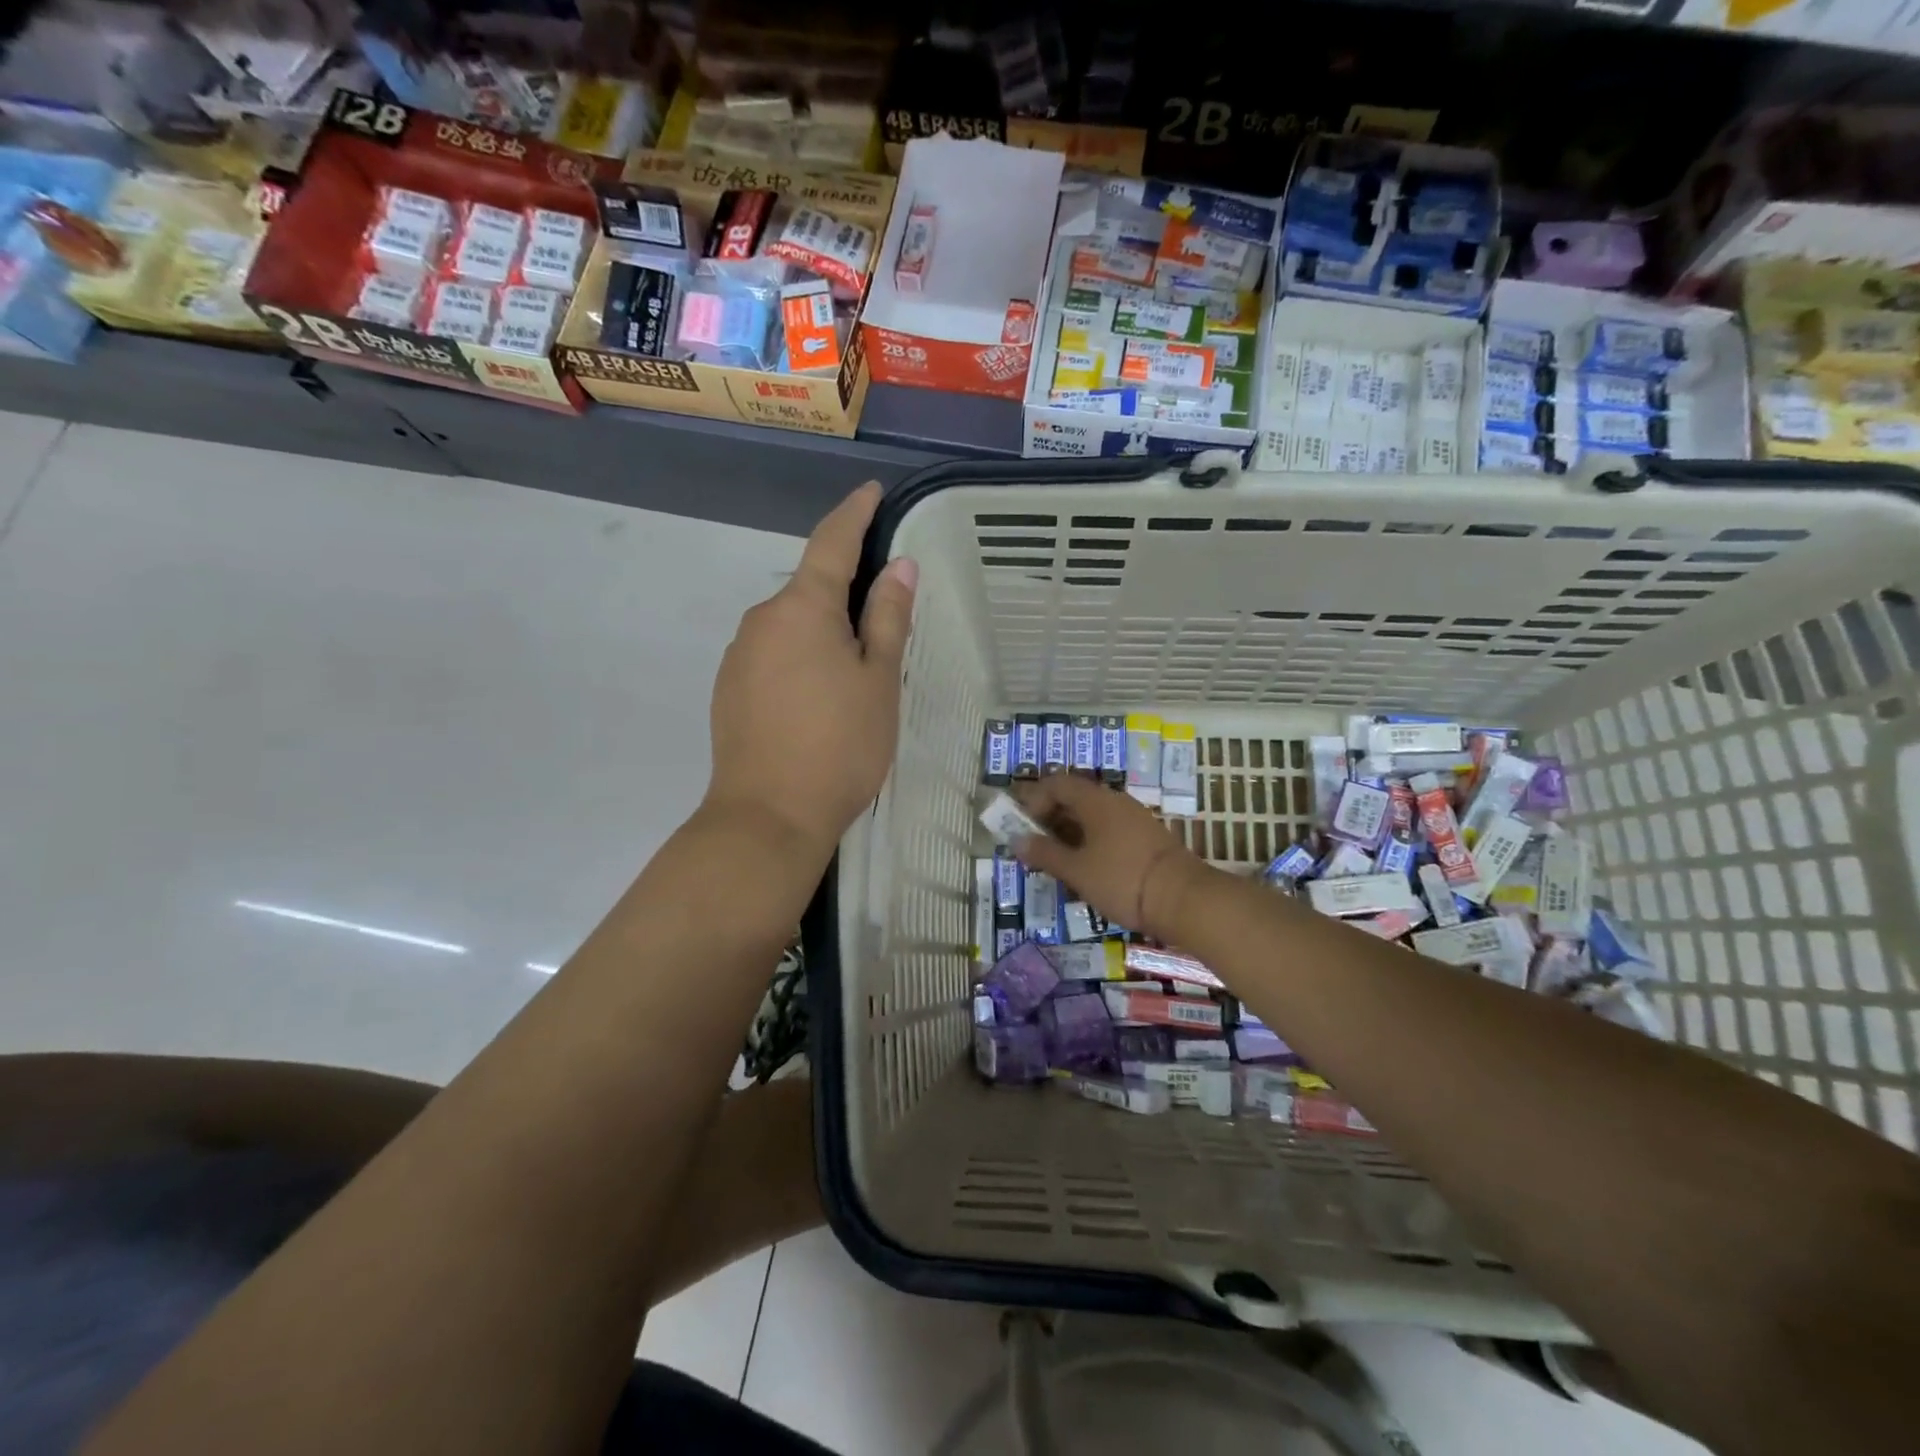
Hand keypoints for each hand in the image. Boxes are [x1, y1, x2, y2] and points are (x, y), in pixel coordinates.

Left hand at [704, 482, 916, 860]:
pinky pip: (772, 655)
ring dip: (822, 632)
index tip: (872, 493)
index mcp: (802, 608)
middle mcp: (761, 619)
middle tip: (885, 624)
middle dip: (845, 593)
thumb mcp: (878, 680)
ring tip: (854, 676)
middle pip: (810, 589)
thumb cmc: (840, 745)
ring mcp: (739, 655)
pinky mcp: (729, 688)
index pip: (832, 542)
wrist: (768, 816)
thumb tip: (899, 566)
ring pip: (790, 626)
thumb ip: (888, 618)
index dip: (855, 513)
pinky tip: (818, 700)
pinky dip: (799, 659)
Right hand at [1011, 775, 1218, 943]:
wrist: (1184, 899)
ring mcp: (1134, 819)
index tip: (1023, 827)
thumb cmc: (1122, 879)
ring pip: (1093, 816)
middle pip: (1075, 798)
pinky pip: (1109, 830)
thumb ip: (1045, 854)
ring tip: (1057, 861)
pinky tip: (1086, 868)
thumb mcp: (1077, 870)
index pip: (1056, 784)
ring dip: (1070, 833)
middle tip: (1035, 846)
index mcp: (1095, 800)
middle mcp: (1115, 801)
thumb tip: (1017, 840)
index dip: (1034, 800)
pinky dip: (1091, 842)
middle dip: (1050, 819)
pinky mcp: (1147, 838)